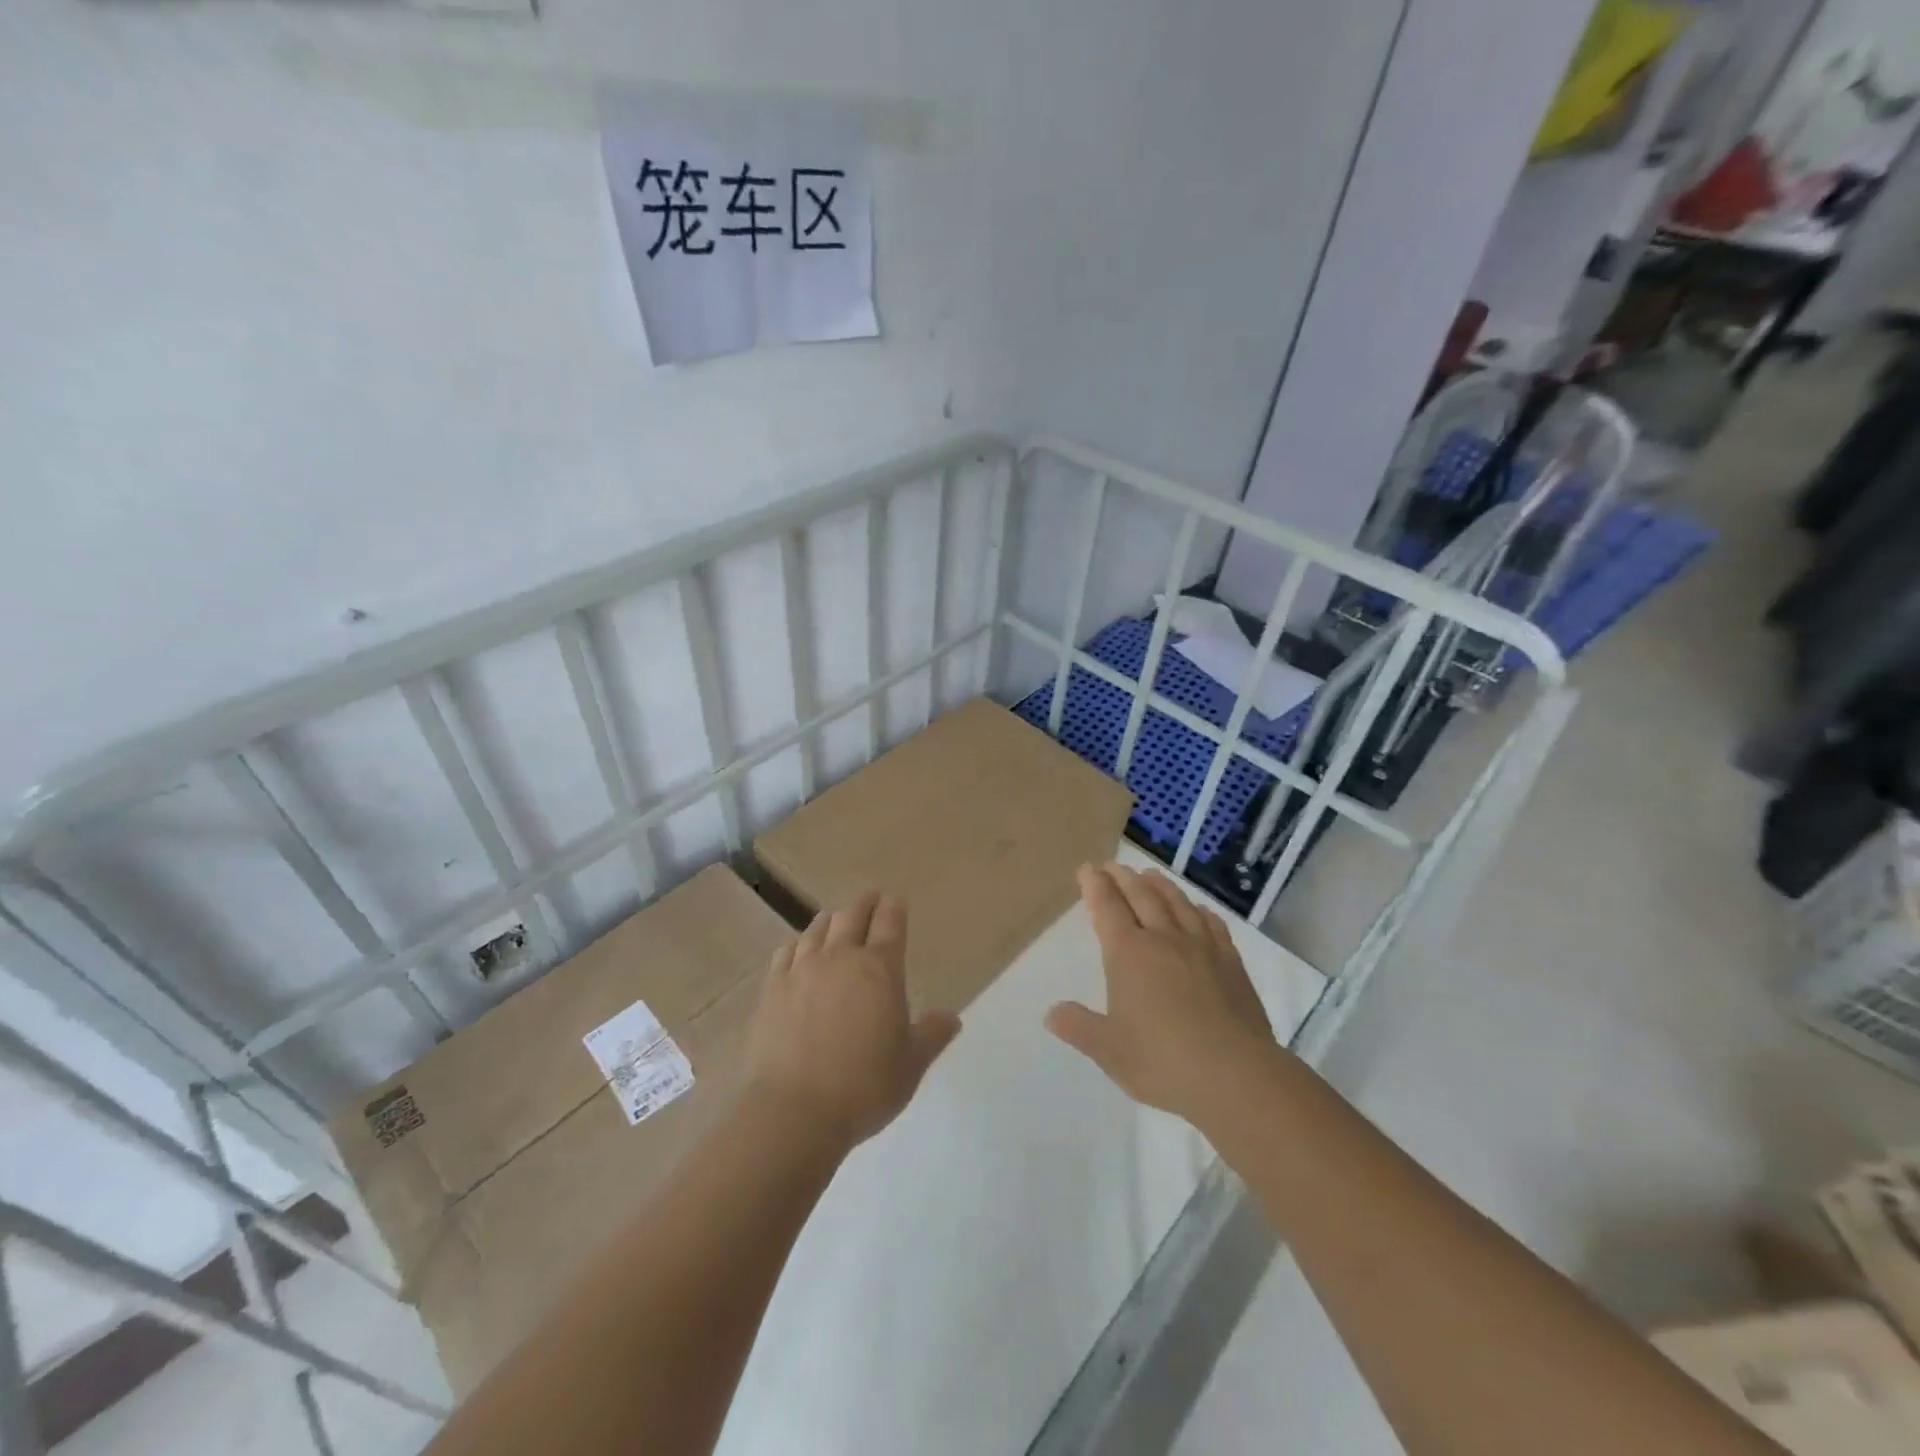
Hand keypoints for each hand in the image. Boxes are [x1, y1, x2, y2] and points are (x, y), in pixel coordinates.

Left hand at [745, 892, 961, 1151]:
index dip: (894, 908)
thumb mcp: (910, 1065)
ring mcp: (802, 970)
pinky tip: (798, 950)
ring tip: (836, 920)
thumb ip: (931, 1035)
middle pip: (852, 914)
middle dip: (864, 904)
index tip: (895, 900)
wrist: (793, 1111)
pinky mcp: (772, 988)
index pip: (889, 922)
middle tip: (870, 900)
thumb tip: (952, 1017)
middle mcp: (840, 958)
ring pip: (818, 928)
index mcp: (880, 969)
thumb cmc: (863, 1087)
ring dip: (831, 919)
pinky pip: (786, 951)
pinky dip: (798, 943)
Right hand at [1046, 863, 1276, 1125]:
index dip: (1095, 886)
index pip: (1107, 907)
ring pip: (1177, 903)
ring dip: (1159, 885)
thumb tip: (1052, 1013)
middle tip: (1113, 866)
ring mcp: (1201, 947)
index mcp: (1128, 953)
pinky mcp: (1231, 962)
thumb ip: (1078, 1027)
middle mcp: (1163, 939)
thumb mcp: (1108, 1050)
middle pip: (1141, 896)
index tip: (1088, 869)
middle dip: (1123, 878)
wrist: (1236, 1075)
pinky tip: (1198, 910)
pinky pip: (1211, 924)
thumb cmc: (1162, 1061)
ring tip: (1149, 875)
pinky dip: (1198, 910)